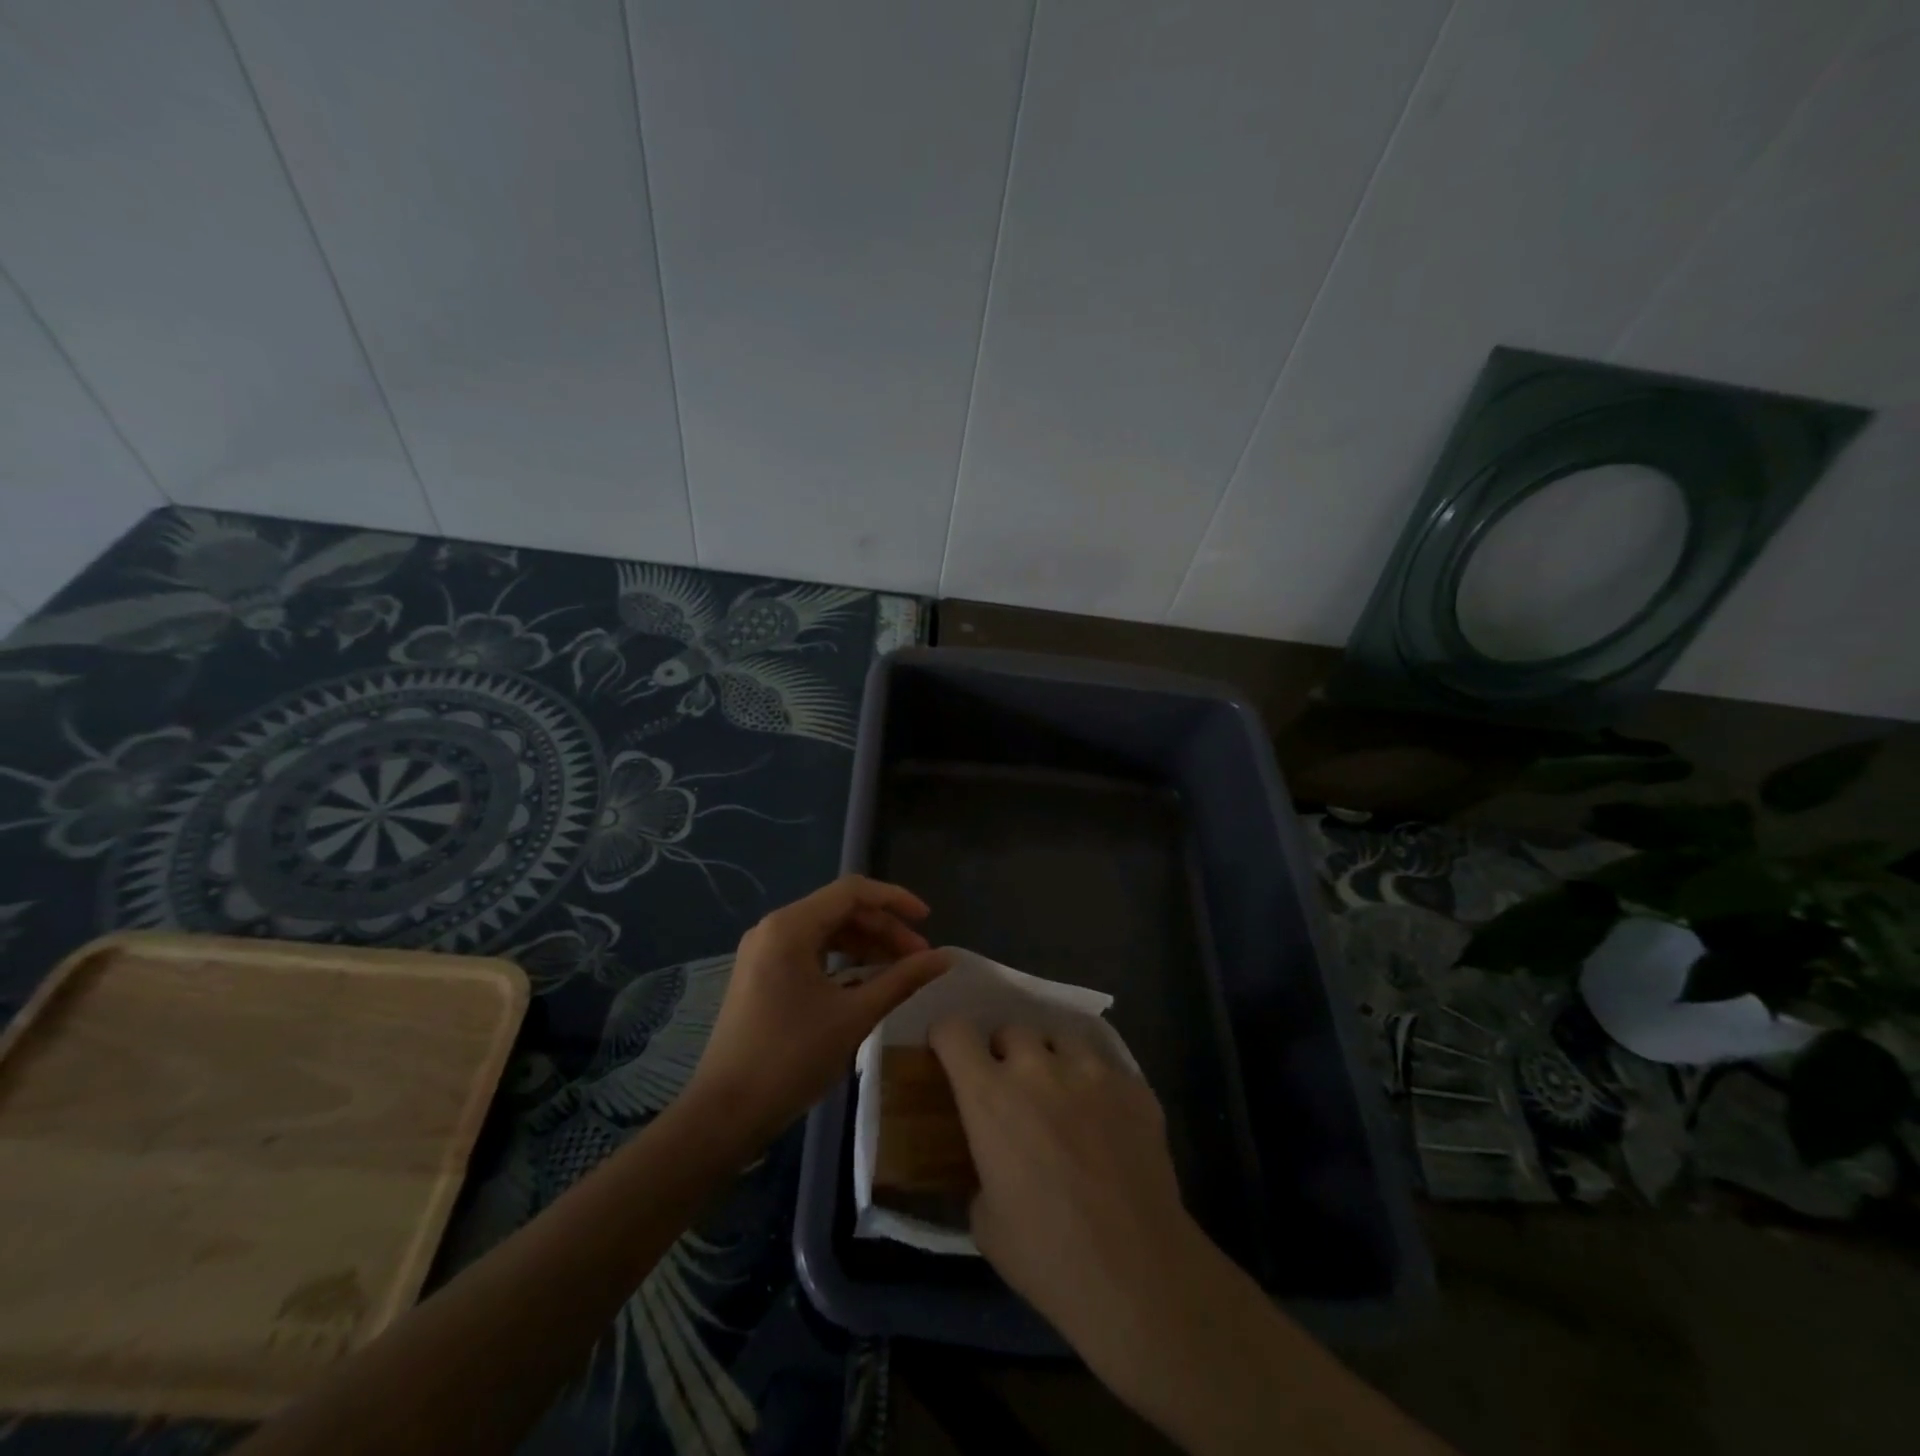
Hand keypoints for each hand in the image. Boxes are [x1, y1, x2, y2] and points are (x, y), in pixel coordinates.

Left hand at [687, 876, 951, 1148]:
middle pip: (840, 910)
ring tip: (899, 971)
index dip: (895, 899)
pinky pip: (810, 951)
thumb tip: (944, 958)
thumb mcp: (854, 1016)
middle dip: (883, 929)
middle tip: (919, 958)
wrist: (724, 1113)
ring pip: (826, 930)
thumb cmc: (790, 1058)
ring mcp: (764, 951)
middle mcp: (774, 927)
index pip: (853, 891)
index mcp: (791, 926)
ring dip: (865, 945)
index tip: (928, 921)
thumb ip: (901, 980)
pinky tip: (865, 983)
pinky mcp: (761, 974)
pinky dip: (842, 960)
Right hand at [928, 1017, 1209, 1361]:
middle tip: (1013, 1089)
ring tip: (1063, 1095)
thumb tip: (992, 1162)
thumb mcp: (985, 1220)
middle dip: (1005, 1053)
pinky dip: (1097, 1086)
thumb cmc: (1047, 1255)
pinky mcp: (1134, 1085)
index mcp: (990, 1096)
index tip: (948, 1053)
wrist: (1137, 1273)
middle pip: (1011, 1029)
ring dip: (1053, 1059)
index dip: (947, 1037)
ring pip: (1061, 1037)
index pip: (954, 1030)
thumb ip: (981, 1169)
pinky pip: (1106, 1067)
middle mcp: (1038, 1068)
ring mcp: (1091, 1071)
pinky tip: (1107, 1122)